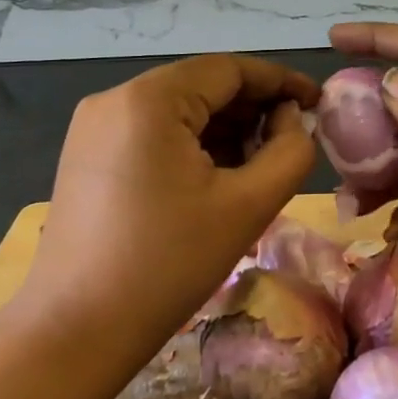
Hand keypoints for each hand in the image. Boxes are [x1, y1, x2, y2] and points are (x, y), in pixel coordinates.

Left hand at [16, 54, 319, 377]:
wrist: (78, 329)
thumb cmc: (169, 265)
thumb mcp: (247, 206)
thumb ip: (289, 152)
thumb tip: (291, 119)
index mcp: (149, 99)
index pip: (228, 69)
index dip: (280, 81)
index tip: (319, 101)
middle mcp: (114, 99)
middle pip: (200, 86)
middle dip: (252, 109)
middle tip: (294, 140)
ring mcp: (93, 128)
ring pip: (176, 112)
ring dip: (224, 130)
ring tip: (261, 164)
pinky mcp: (86, 157)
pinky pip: (151, 135)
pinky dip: (190, 147)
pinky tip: (217, 178)